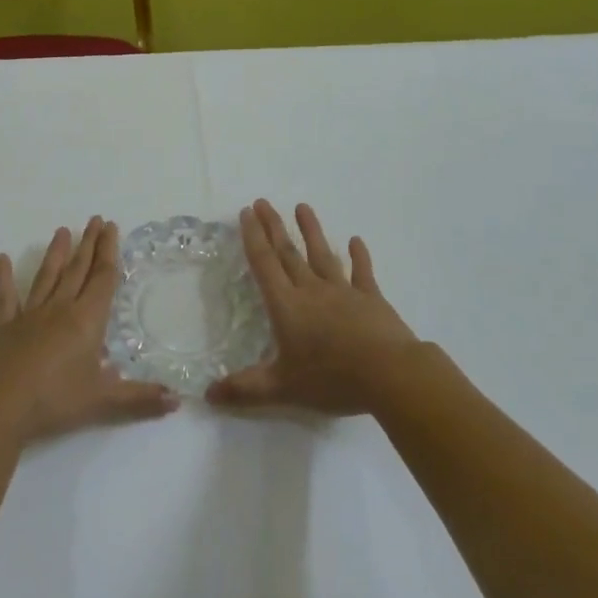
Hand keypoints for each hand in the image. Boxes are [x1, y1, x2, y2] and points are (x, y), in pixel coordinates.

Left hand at [0, 217, 178, 444]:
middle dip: (89, 244)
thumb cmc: (55, 400)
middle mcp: (60, 309)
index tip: (111, 228)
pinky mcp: (4, 327)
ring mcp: (30, 315)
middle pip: (78, 270)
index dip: (109, 252)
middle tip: (95, 220)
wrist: (0, 407)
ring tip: (62, 230)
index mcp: (86, 320)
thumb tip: (178, 400)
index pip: (103, 279)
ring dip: (56, 253)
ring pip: (47, 276)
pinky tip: (1, 258)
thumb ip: (140, 399)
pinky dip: (3, 277)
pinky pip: (6, 297)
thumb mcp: (103, 402)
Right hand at [207, 200, 417, 416]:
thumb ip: (245, 389)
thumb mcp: (282, 388)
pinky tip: (356, 241)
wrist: (390, 373)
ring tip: (303, 207)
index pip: (264, 265)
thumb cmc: (332, 378)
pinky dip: (359, 256)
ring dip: (311, 231)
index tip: (247, 213)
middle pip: (288, 253)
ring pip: (322, 255)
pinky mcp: (371, 299)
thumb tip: (207, 395)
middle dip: (273, 227)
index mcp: (287, 306)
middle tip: (263, 202)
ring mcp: (344, 291)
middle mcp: (312, 291)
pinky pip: (362, 273)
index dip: (253, 238)